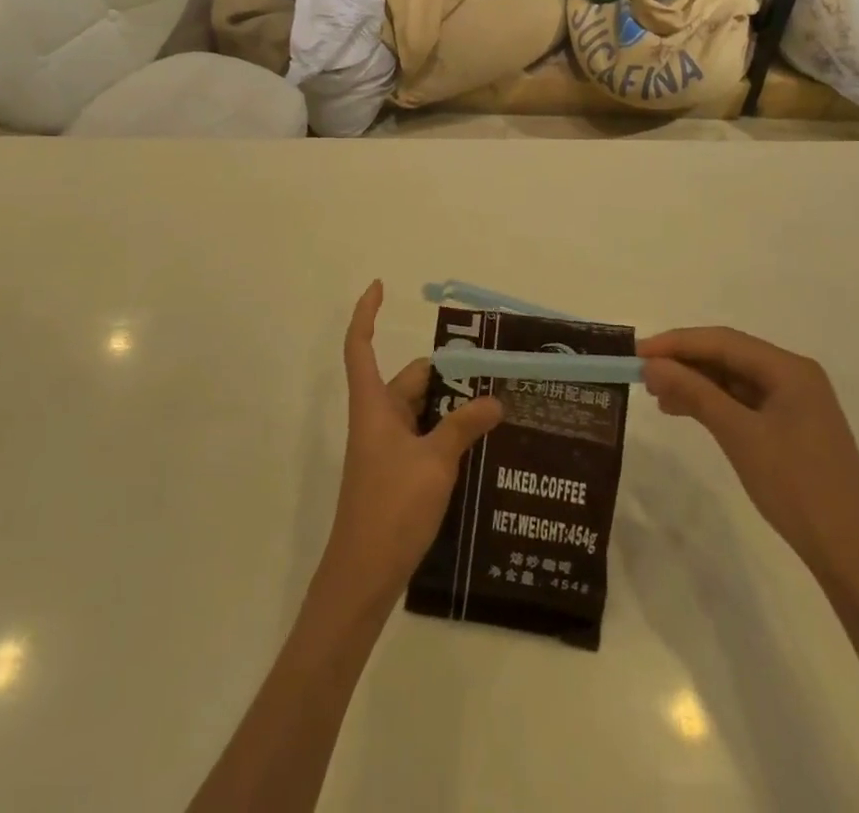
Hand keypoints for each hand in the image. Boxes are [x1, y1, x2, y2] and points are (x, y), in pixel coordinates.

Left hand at [321, 281, 502, 608]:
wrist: (364, 573)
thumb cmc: (392, 506)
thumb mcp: (435, 462)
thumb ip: (464, 426)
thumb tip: (494, 399)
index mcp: (374, 404)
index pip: (361, 345)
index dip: (366, 313)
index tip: (379, 285)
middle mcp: (378, 417)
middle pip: (410, 379)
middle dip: (447, 374)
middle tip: (494, 373)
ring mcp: (387, 446)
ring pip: (422, 409)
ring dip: (453, 406)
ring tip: (498, 406)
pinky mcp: (397, 471)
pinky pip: (425, 436)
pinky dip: (448, 432)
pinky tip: (481, 443)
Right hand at [638, 327, 858, 583]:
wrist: (854, 557)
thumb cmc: (797, 488)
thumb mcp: (739, 435)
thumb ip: (694, 392)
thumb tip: (651, 364)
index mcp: (789, 369)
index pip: (722, 340)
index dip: (675, 343)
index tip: (635, 353)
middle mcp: (794, 376)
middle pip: (728, 355)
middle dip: (684, 362)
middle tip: (642, 376)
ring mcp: (795, 403)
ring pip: (733, 378)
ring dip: (695, 382)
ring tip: (658, 396)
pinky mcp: (791, 428)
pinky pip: (742, 401)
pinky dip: (712, 403)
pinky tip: (686, 411)